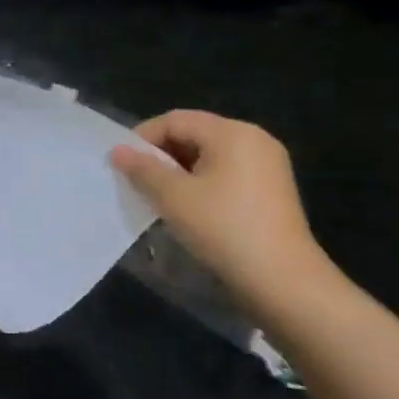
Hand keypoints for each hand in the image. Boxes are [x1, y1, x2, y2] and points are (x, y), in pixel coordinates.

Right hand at [111, 109, 328, 305]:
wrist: (281, 279)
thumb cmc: (223, 227)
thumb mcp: (173, 196)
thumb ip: (142, 169)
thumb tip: (118, 151)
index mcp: (232, 132)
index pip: (175, 120)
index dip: (143, 137)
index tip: (122, 164)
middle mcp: (254, 139)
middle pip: (194, 133)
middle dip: (161, 154)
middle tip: (137, 180)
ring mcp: (268, 164)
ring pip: (209, 154)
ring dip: (179, 170)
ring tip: (159, 195)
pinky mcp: (272, 189)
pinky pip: (227, 172)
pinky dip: (202, 182)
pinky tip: (189, 207)